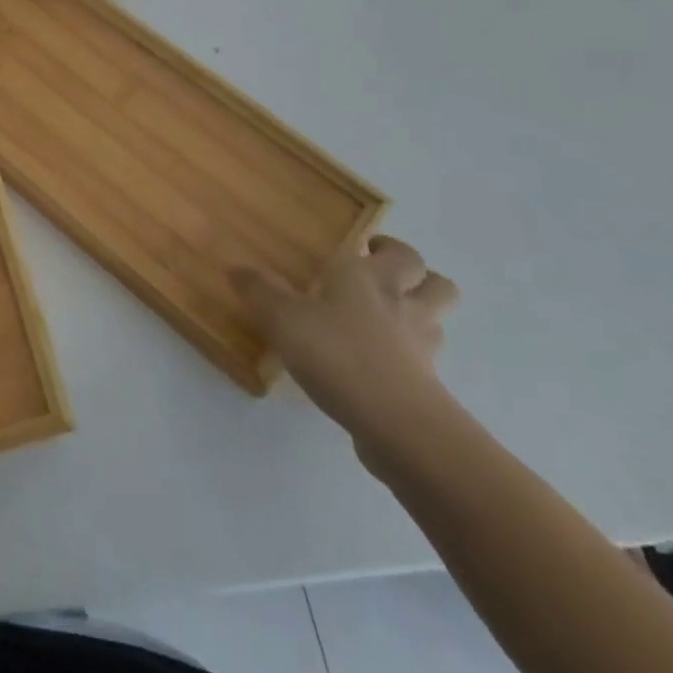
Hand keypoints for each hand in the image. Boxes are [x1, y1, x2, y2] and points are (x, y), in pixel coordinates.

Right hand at [234, 237, 459, 455]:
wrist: (397, 425)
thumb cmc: (336, 353)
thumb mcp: (282, 317)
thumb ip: (259, 290)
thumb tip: (235, 266)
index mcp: (369, 278)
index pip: (399, 253)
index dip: (388, 248)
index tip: (366, 247)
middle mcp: (402, 306)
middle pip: (437, 283)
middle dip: (420, 276)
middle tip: (385, 277)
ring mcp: (421, 349)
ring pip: (437, 321)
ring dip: (421, 314)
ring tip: (388, 319)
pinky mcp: (427, 389)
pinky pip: (425, 362)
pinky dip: (409, 357)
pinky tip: (380, 363)